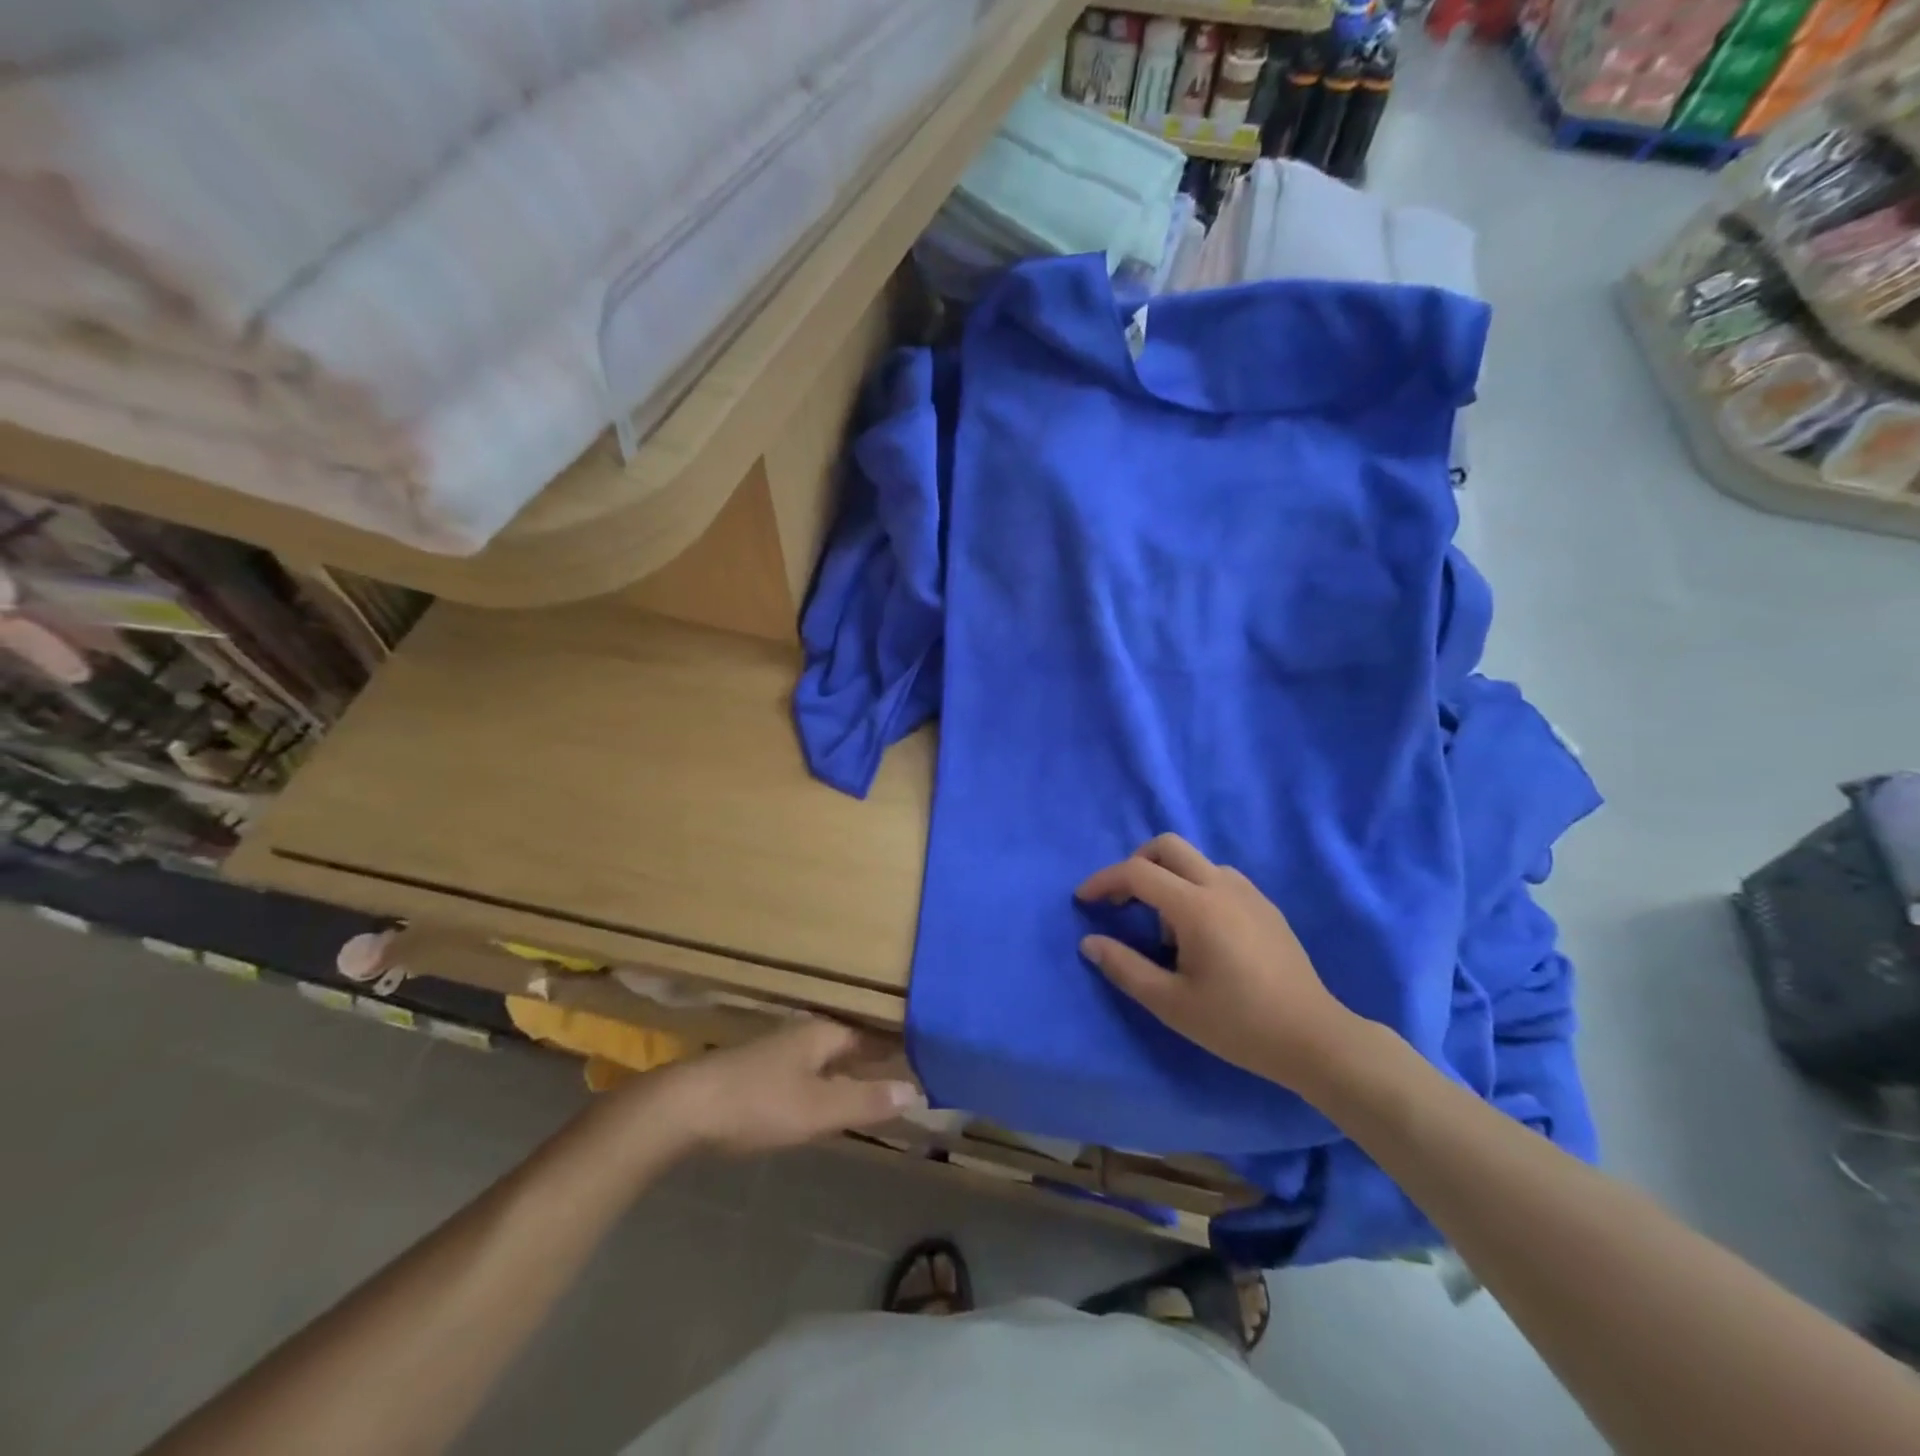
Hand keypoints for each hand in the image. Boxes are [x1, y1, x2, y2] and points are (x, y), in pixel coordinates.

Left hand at [657, 1019, 924, 1154]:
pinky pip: (808, 1069)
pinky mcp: (760, 1071)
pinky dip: (829, 1079)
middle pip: (851, 1041)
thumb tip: (917, 1090)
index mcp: (824, 1033)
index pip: (873, 1033)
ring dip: (852, 1067)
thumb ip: (866, 1101)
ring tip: (879, 1082)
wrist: (684, 1108)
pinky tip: (829, 1095)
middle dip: (877, 1054)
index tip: (929, 1051)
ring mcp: (779, 1050)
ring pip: (828, 1055)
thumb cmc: (758, 1103)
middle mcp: (805, 1033)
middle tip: (912, 1067)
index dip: (899, 1043)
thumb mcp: (818, 1109)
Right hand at [1076, 834, 1361, 1094]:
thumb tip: (1089, 942)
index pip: (1138, 872)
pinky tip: (1198, 934)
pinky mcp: (1265, 906)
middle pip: (1168, 846)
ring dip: (1167, 878)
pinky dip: (1193, 888)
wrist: (1313, 1038)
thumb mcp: (1171, 1003)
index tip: (1083, 900)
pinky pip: (1218, 877)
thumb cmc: (1237, 1024)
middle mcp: (1222, 886)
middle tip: (1121, 900)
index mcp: (1197, 907)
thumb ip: (1125, 968)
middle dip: (1136, 863)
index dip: (1104, 881)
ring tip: (1163, 929)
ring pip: (1195, 860)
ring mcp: (1248, 892)